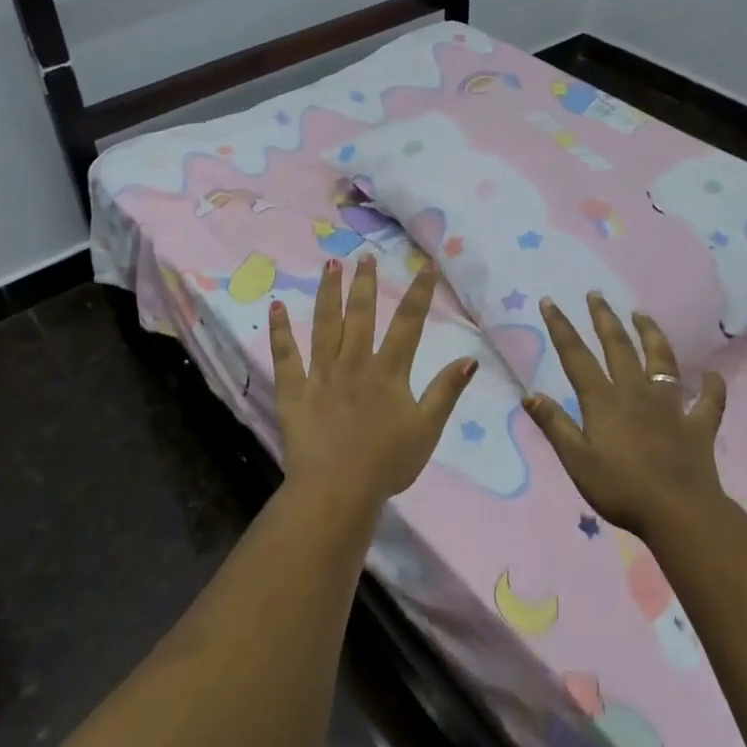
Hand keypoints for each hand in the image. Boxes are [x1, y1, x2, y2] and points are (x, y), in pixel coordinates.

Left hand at [269, 256, 478, 515]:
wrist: (337, 490)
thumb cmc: (387, 463)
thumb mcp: (427, 429)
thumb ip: (446, 391)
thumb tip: (470, 357)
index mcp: (389, 371)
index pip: (408, 324)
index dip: (419, 293)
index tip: (425, 266)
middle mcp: (354, 363)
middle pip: (361, 315)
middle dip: (365, 283)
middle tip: (365, 256)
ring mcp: (321, 374)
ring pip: (324, 325)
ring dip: (328, 292)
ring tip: (330, 265)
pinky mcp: (294, 390)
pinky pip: (286, 355)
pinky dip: (280, 331)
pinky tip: (276, 306)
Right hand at [524, 294, 728, 537]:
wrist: (679, 513)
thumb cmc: (621, 489)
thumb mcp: (576, 460)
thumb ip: (555, 425)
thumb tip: (530, 393)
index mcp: (603, 400)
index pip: (576, 356)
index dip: (561, 327)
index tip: (550, 301)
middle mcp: (636, 393)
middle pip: (618, 347)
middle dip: (604, 318)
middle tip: (596, 294)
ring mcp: (671, 406)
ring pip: (661, 361)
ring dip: (651, 335)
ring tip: (642, 314)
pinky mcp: (698, 425)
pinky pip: (709, 401)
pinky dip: (712, 387)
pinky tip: (712, 375)